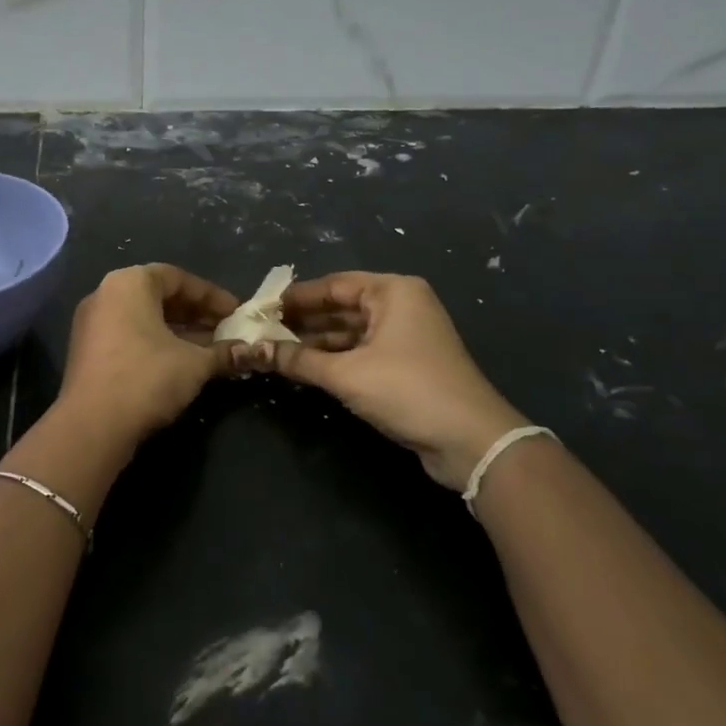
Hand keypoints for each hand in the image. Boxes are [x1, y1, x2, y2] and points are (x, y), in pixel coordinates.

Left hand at [56, 263, 239, 445]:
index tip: (236, 312)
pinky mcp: (87, 351)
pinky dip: (156, 343)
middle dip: (196, 313)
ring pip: (144, 318)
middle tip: (226, 330)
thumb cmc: (147, 378)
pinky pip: (129, 336)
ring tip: (211, 349)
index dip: (211, 295)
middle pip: (159, 296)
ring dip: (179, 331)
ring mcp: (92, 323)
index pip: (178, 277)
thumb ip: (224, 352)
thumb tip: (250, 352)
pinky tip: (182, 364)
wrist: (92, 425)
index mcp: (129, 283)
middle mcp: (105, 294)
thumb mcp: (195, 364)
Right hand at [255, 271, 526, 489]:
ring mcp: (405, 336)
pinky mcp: (406, 364)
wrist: (470, 440)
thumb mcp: (346, 374)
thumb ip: (298, 360)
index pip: (333, 284)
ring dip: (316, 342)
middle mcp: (401, 306)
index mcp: (392, 292)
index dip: (296, 297)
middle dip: (303, 321)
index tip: (262, 308)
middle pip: (341, 306)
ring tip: (275, 351)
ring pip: (350, 331)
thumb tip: (254, 351)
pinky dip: (334, 358)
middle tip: (262, 331)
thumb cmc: (407, 390)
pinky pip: (361, 351)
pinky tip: (304, 368)